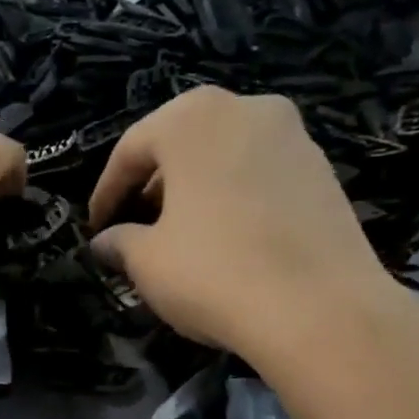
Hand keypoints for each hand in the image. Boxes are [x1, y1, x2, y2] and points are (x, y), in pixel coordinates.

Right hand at [87, 87, 393, 357]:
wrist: (319, 309)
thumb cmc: (213, 271)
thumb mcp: (146, 261)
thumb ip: (119, 242)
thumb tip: (106, 242)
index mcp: (193, 119)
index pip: (131, 149)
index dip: (106, 192)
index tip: (95, 228)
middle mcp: (246, 109)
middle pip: (181, 143)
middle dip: (152, 185)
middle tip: (134, 225)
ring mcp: (293, 137)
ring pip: (223, 157)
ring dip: (193, 190)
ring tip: (178, 235)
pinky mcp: (324, 172)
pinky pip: (259, 176)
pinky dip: (232, 198)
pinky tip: (225, 240)